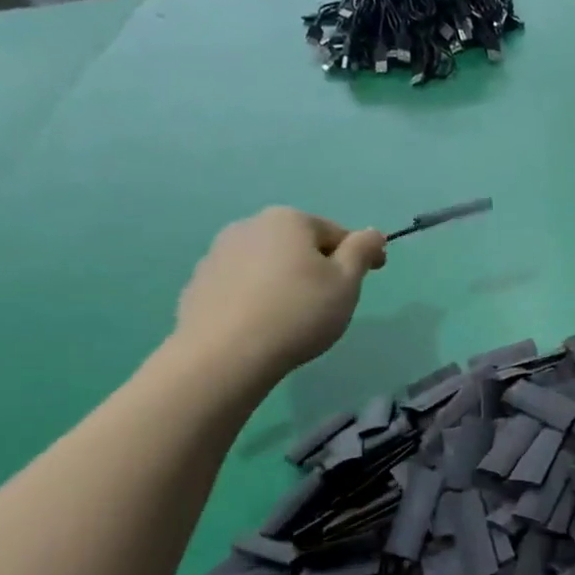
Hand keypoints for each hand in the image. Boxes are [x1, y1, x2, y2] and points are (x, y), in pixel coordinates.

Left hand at [172, 208, 385, 384]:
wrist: (225, 354)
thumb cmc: (298, 313)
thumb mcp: (346, 282)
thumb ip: (362, 251)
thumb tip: (373, 233)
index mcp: (289, 220)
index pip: (336, 232)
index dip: (360, 254)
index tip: (374, 274)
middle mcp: (250, 226)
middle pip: (299, 245)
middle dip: (318, 266)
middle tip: (332, 302)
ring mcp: (218, 254)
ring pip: (268, 264)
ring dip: (286, 280)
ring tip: (296, 317)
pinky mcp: (199, 284)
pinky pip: (242, 285)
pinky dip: (258, 297)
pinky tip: (264, 324)